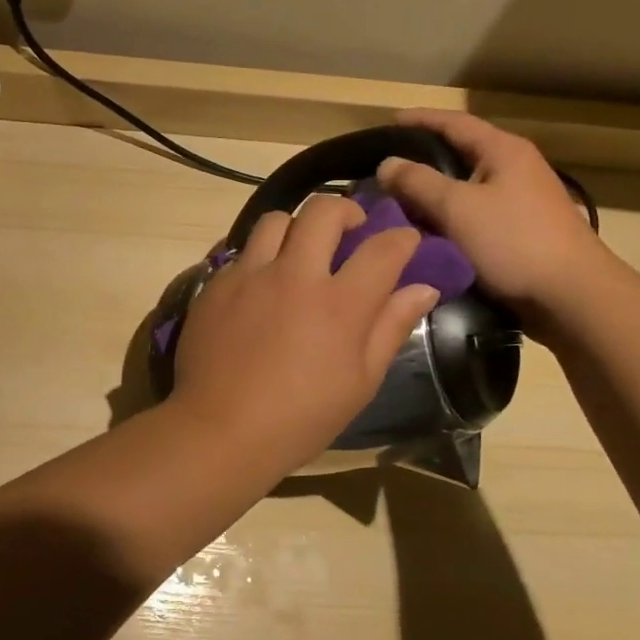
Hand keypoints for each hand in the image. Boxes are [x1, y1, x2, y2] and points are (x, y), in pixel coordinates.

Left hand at [171, 195, 441, 472]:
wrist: (220, 431)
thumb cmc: (301, 418)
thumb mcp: (360, 382)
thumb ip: (390, 327)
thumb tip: (422, 289)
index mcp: (339, 304)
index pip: (383, 249)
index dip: (402, 238)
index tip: (405, 241)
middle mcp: (294, 275)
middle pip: (323, 211)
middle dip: (346, 209)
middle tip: (350, 228)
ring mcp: (250, 275)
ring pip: (276, 220)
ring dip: (297, 227)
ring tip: (300, 251)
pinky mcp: (216, 284)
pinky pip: (243, 252)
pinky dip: (262, 258)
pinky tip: (263, 285)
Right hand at [374, 109, 610, 317]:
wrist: (572, 296)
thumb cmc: (514, 241)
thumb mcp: (457, 207)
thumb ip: (418, 182)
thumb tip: (386, 163)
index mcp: (503, 150)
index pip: (454, 122)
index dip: (420, 119)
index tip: (388, 121)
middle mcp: (514, 168)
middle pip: (459, 154)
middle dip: (421, 160)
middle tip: (385, 170)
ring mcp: (519, 201)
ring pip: (464, 189)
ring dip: (431, 195)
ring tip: (396, 203)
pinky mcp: (518, 232)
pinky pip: (472, 216)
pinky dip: (446, 219)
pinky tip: (424, 233)